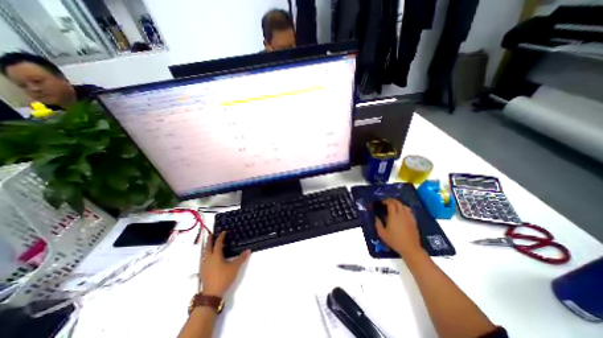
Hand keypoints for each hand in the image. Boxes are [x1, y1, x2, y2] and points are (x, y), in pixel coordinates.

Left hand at [200, 231, 249, 297]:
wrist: (211, 294)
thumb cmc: (223, 278)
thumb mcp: (234, 267)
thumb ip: (241, 258)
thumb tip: (248, 250)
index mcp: (216, 255)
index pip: (218, 243)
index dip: (221, 237)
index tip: (223, 232)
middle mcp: (208, 258)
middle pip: (208, 247)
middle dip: (209, 240)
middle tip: (210, 235)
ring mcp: (204, 265)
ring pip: (204, 253)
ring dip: (207, 247)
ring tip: (210, 244)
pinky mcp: (203, 271)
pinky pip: (204, 259)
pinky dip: (207, 254)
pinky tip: (209, 257)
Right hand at [376, 199, 419, 256]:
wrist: (410, 248)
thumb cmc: (395, 241)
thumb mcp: (382, 234)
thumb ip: (378, 224)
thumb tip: (376, 217)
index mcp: (393, 216)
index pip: (391, 204)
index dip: (386, 201)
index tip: (382, 202)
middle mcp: (402, 214)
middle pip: (398, 203)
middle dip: (392, 200)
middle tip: (386, 202)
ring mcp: (409, 217)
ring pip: (404, 205)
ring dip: (398, 204)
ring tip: (394, 206)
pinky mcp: (413, 221)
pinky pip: (409, 211)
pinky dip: (404, 208)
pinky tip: (401, 213)